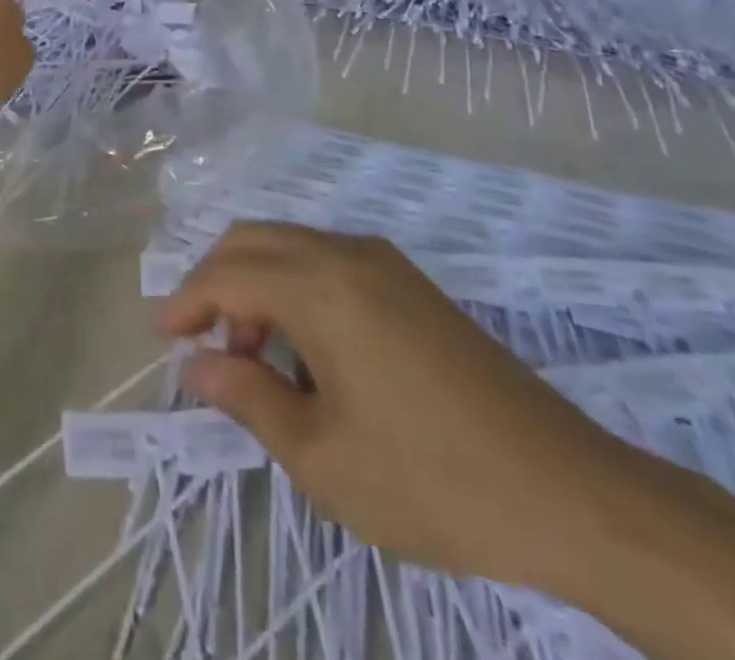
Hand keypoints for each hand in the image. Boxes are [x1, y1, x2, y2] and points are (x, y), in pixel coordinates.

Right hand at [157, 224, 654, 597]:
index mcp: (319, 286)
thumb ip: (247, 398)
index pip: (227, 273)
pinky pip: (328, 263)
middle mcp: (347, 254)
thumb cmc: (432, 481)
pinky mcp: (411, 284)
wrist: (571, 494)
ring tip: (254, 359)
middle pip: (254, 240)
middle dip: (214, 281)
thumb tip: (196, 366)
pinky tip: (307, 351)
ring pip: (291, 247)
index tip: (163, 336)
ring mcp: (385, 263)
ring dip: (256, 285)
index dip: (186, 300)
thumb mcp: (321, 457)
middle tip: (200, 341)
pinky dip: (295, 288)